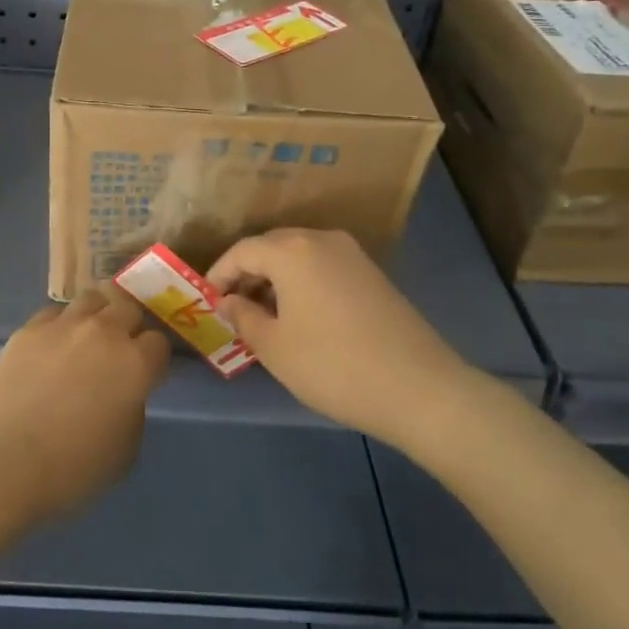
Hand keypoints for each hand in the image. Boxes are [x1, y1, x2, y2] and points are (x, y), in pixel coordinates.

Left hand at [0, 290, 169, 525]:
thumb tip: (124, 394)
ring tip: (88, 337)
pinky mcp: (28, 329)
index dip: (154, 359)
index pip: (159, 343)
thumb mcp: (124, 453)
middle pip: (128, 308)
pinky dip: (61, 324)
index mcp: (135, 364)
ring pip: (92, 299)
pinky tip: (53, 346)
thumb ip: (133, 412)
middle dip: (129, 326)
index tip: (146, 375)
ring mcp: (63, 325)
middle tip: (119, 351)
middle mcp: (104, 332)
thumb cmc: (70, 469)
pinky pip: (55, 312)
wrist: (0, 462)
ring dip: (97, 314)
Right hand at [207, 229, 476, 446]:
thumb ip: (242, 317)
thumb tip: (228, 301)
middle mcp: (322, 239)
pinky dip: (302, 284)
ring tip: (264, 317)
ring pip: (299, 257)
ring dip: (275, 279)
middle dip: (247, 274)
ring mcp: (352, 255)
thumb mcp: (274, 347)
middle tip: (233, 309)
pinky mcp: (372, 274)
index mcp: (292, 250)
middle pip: (271, 247)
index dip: (219, 274)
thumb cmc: (333, 366)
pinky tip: (300, 317)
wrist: (420, 389)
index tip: (208, 302)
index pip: (242, 251)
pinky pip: (323, 267)